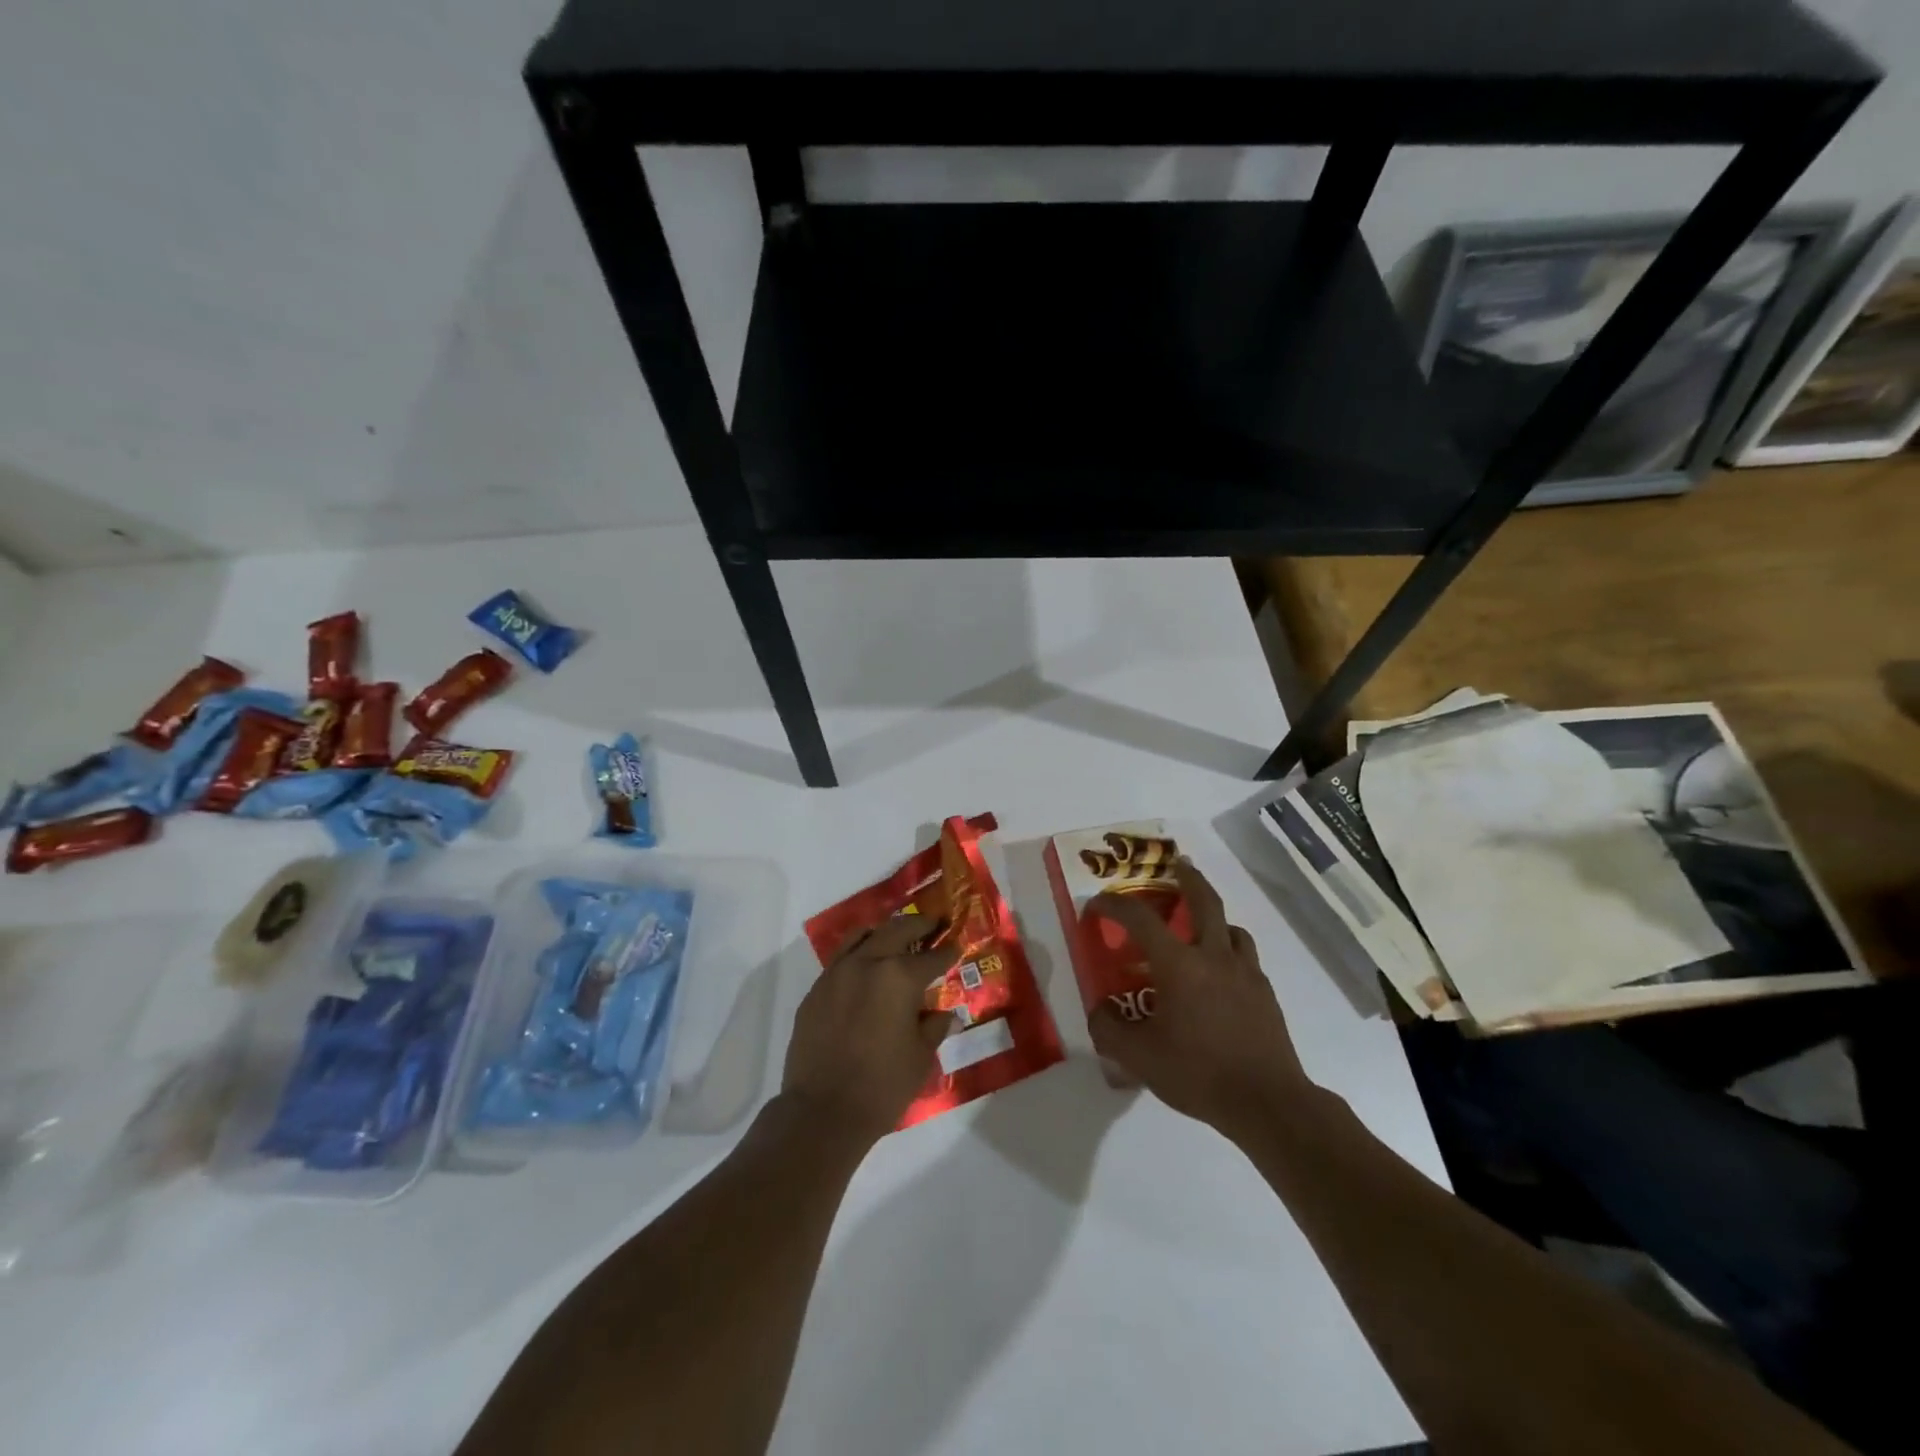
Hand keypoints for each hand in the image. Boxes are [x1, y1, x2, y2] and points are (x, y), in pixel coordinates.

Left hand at [781, 915, 955, 1145]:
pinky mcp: (815, 990)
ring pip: (862, 935)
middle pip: (896, 931)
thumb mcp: (920, 1058)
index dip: (947, 952)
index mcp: (899, 977)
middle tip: (932, 923)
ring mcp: (836, 974)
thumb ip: (934, 1028)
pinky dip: (857, 954)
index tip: (956, 946)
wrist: (822, 1112)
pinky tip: (864, 969)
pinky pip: (840, 959)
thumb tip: (946, 1015)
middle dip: (918, 925)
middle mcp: (867, 963)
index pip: (932, 958)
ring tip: (895, 936)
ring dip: (883, 932)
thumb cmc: (882, 1086)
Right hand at [1088, 859, 1313, 1142]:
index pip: (1140, 918)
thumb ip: (1109, 1029)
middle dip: (1188, 877)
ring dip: (1213, 917)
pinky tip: (1221, 974)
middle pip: (1204, 900)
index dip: (1114, 904)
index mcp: (1179, 964)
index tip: (1097, 905)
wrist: (1267, 1102)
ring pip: (1231, 927)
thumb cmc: (1198, 1073)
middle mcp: (1214, 956)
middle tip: (1177, 864)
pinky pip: (1246, 956)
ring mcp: (1245, 972)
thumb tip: (1098, 1010)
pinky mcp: (1265, 993)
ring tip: (1200, 927)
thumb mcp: (1139, 1058)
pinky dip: (1230, 951)